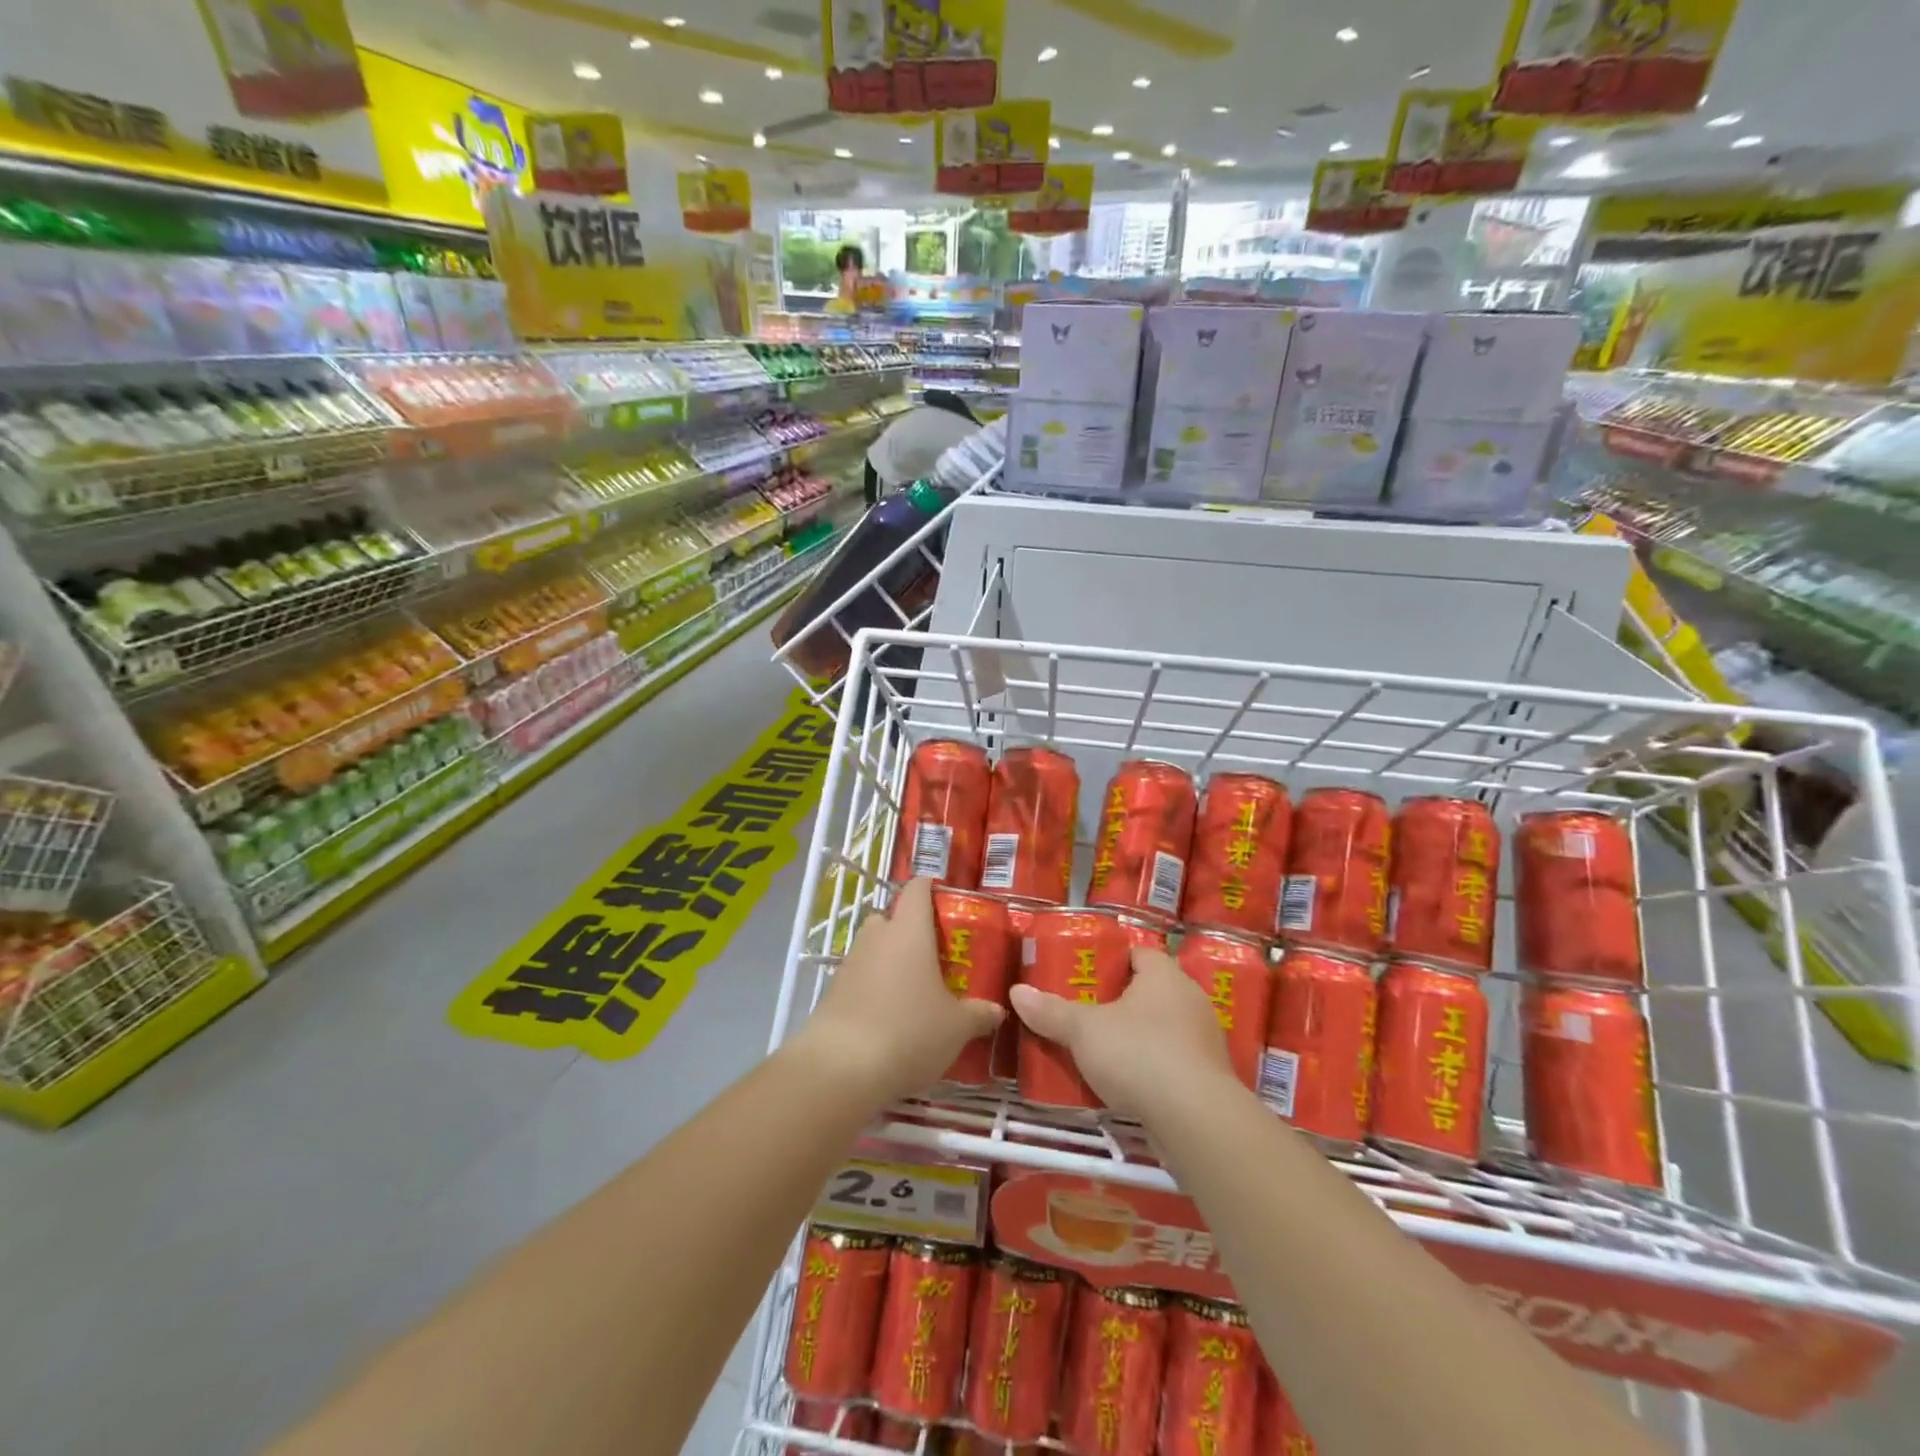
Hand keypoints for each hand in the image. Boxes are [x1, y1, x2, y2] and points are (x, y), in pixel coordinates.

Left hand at [793, 878, 1003, 1105]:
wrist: (841, 1068)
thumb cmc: (909, 1031)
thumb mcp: (956, 1027)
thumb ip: (979, 1014)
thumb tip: (996, 1011)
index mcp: (909, 930)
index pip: (917, 888)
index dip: (931, 889)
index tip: (948, 904)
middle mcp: (876, 936)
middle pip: (891, 917)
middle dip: (909, 931)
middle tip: (934, 956)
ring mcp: (849, 963)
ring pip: (873, 948)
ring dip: (890, 962)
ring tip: (914, 991)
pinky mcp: (832, 992)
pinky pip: (859, 978)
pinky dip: (873, 989)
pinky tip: (889, 1018)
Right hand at [1010, 946, 1234, 1120]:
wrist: (1196, 1120)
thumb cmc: (1139, 1054)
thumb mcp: (1084, 1031)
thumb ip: (1051, 1011)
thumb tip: (1017, 992)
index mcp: (1164, 975)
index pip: (1138, 954)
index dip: (1111, 961)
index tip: (1084, 976)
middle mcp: (1190, 999)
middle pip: (1149, 991)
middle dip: (1118, 1002)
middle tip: (1084, 1012)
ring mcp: (1204, 1040)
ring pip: (1162, 1028)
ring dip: (1136, 1037)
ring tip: (1100, 1049)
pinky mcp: (1208, 1078)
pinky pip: (1173, 1061)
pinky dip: (1151, 1067)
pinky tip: (1126, 1083)